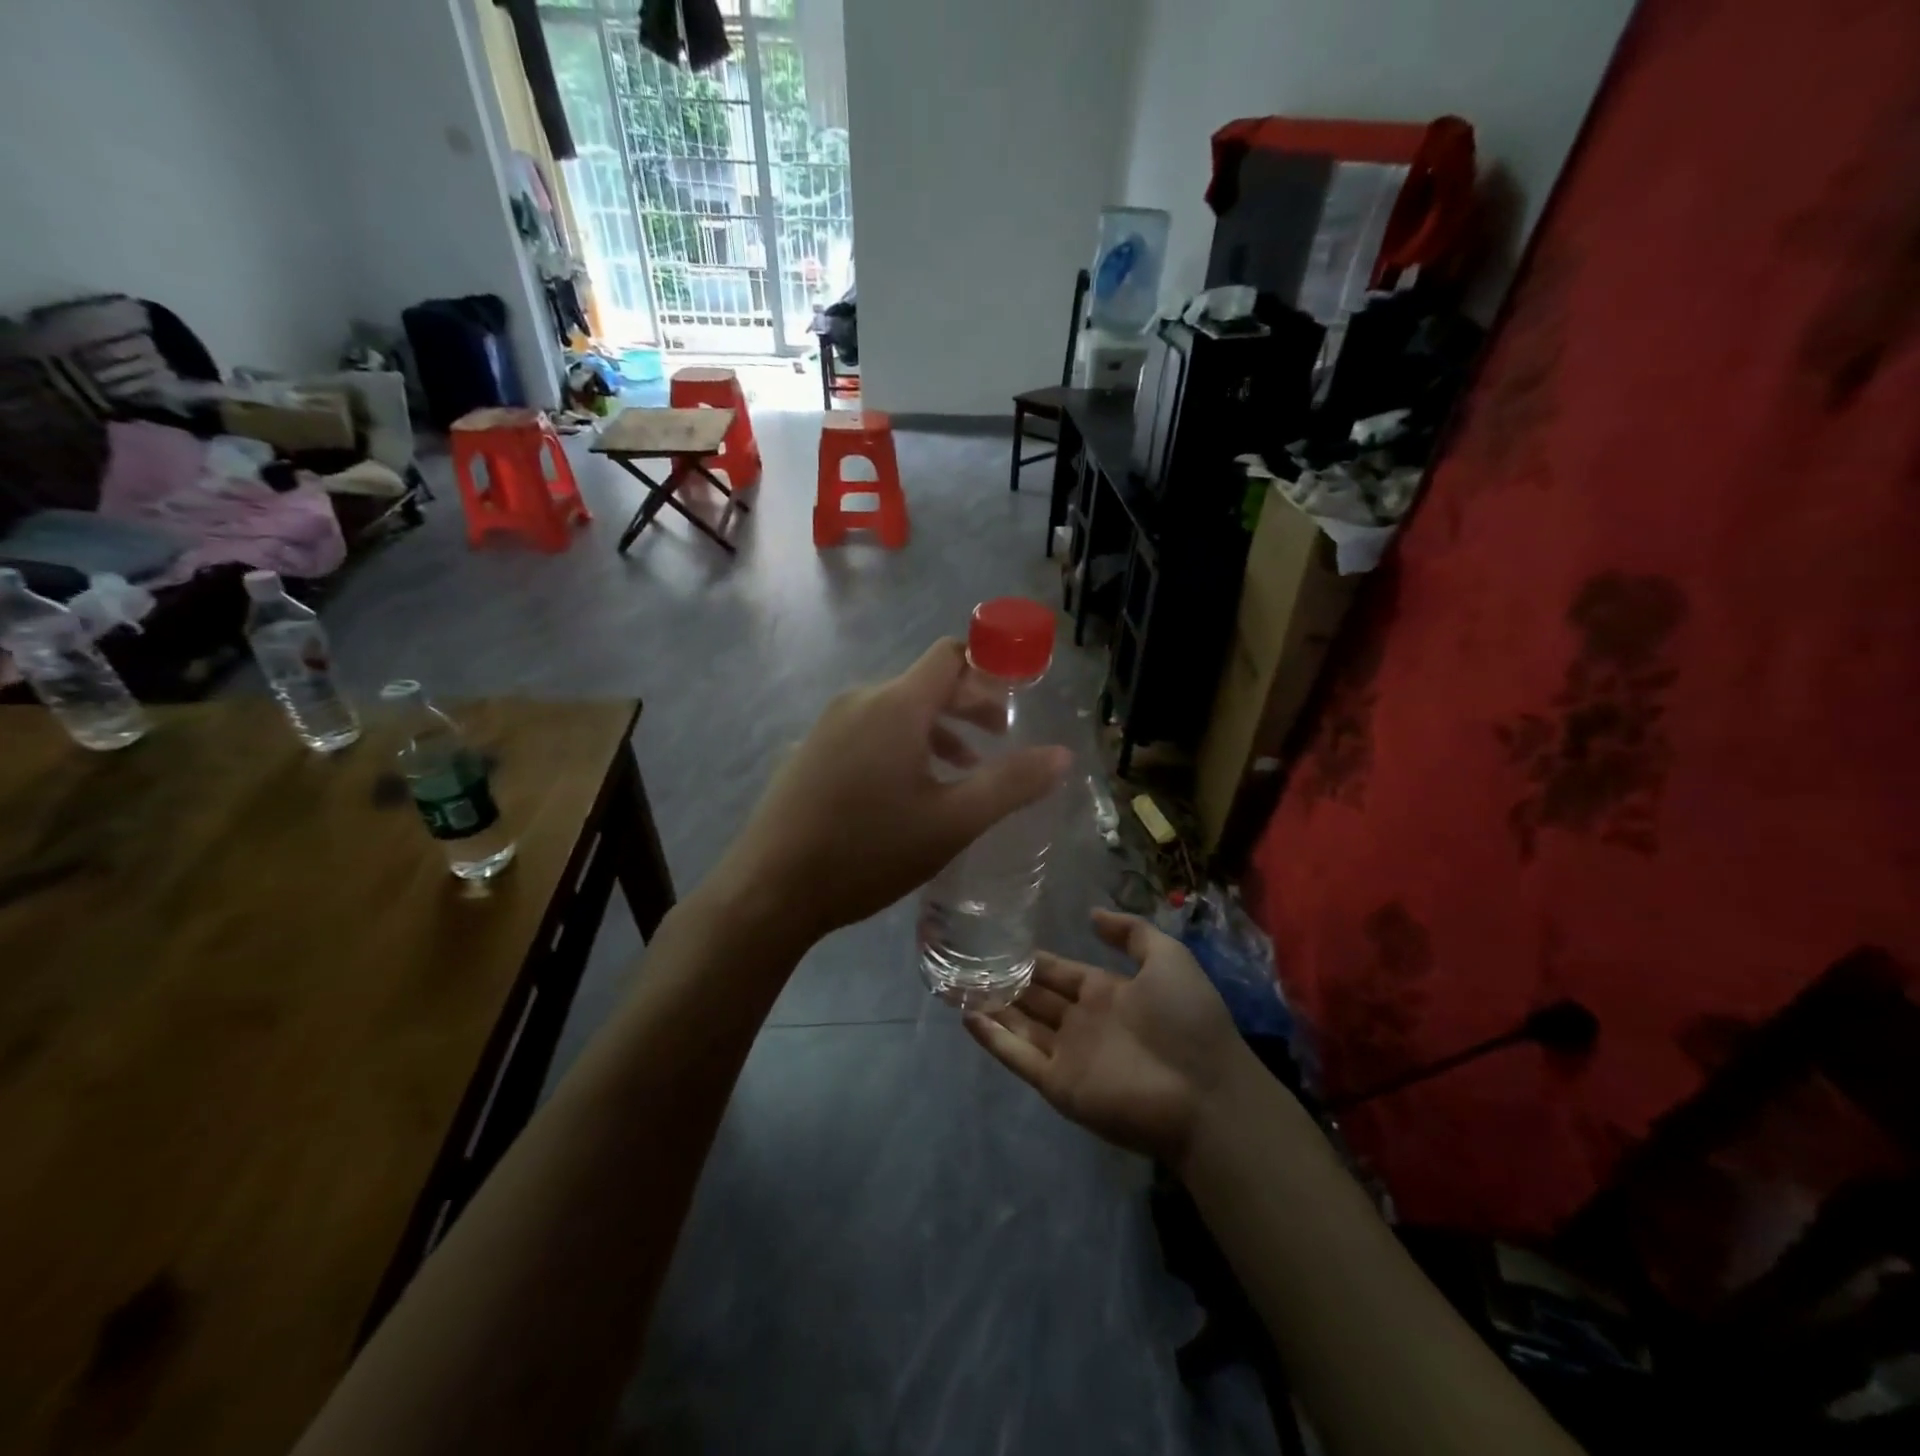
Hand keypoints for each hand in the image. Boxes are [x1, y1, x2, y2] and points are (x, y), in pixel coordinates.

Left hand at [713, 639, 1071, 944]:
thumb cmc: (868, 851)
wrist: (769, 889)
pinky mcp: (812, 752)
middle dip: (970, 704)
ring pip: (898, 711)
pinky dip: (904, 745)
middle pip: (926, 683)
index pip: (950, 656)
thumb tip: (1062, 756)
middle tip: (1002, 738)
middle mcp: (860, 701)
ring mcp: (829, 725)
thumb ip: (1011, 785)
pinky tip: (912, 791)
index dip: (990, 666)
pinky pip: (870, 731)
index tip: (1020, 693)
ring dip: (938, 730)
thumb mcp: (952, 822)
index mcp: (896, 705)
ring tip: (966, 771)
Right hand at [965, 909, 1250, 1167]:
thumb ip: (1131, 933)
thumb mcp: (1168, 960)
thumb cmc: (1187, 1020)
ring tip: (956, 985)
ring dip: (992, 1007)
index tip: (1001, 943)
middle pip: (1035, 998)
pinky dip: (994, 1040)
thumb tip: (1092, 914)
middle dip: (1005, 982)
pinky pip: (1019, 1058)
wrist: (1205, 1092)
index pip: (1060, 973)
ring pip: (1021, 1026)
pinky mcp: (1059, 1085)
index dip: (1034, 961)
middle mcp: (1082, 1021)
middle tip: (967, 962)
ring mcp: (1069, 1055)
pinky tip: (967, 1018)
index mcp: (1106, 993)